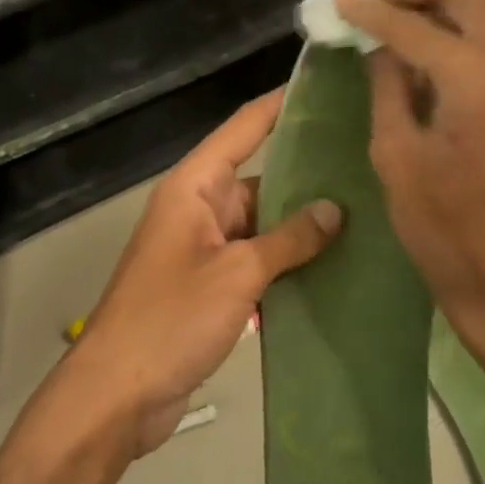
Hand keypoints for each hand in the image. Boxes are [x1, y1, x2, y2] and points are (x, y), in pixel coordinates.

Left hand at [75, 91, 342, 454]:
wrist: (117, 396)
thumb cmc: (170, 319)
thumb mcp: (236, 273)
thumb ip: (289, 239)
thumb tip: (335, 210)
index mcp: (194, 188)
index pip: (244, 129)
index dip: (281, 105)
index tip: (325, 88)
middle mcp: (199, 209)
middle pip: (259, 177)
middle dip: (307, 174)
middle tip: (367, 162)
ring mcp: (205, 249)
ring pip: (262, 223)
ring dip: (302, 225)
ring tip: (365, 213)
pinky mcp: (211, 286)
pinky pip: (257, 260)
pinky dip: (287, 263)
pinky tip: (334, 266)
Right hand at [335, 0, 484, 363]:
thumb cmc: (446, 231)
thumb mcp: (396, 155)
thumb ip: (388, 85)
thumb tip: (379, 44)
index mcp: (477, 78)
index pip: (413, 24)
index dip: (370, 10)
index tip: (338, 2)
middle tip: (374, 4)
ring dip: (444, 3)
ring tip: (399, 23)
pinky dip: (467, 27)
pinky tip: (435, 51)